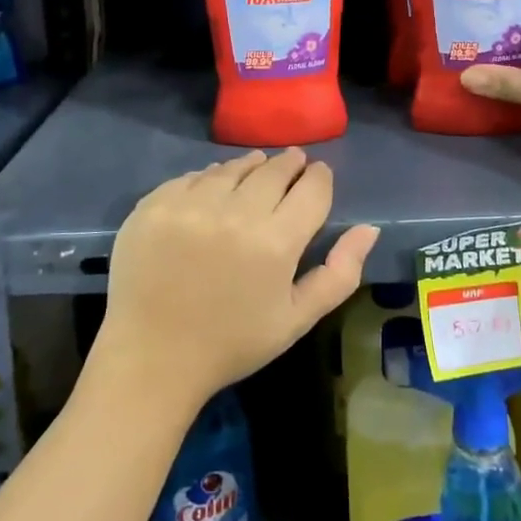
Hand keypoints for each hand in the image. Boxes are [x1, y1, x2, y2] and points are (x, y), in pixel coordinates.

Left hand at [93, 148, 377, 417]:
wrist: (151, 359)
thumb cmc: (232, 343)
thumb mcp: (297, 319)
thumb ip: (340, 274)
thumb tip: (369, 229)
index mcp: (276, 242)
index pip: (311, 189)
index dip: (319, 177)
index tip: (319, 174)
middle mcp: (235, 213)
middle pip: (273, 170)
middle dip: (289, 164)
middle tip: (293, 162)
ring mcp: (190, 205)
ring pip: (232, 168)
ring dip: (250, 166)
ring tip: (256, 169)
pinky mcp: (155, 205)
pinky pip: (192, 177)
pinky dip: (209, 178)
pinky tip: (214, 188)